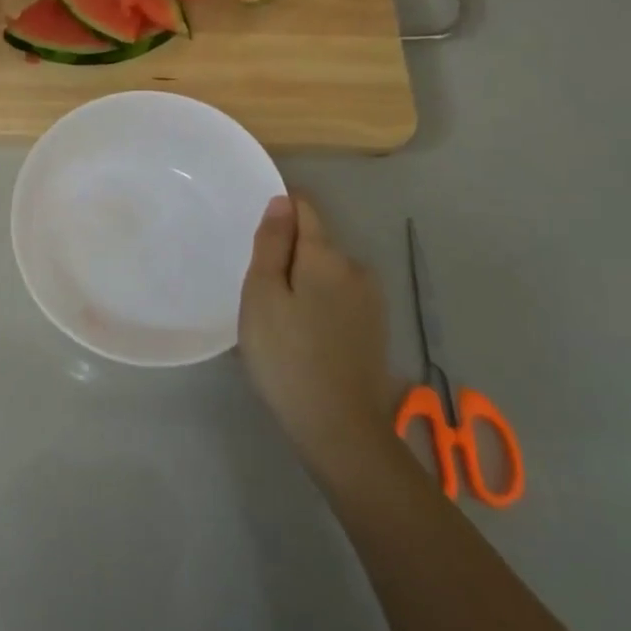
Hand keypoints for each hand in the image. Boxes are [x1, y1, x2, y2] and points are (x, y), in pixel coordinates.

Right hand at [239, 194, 399, 484]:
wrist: (340, 429)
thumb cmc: (287, 357)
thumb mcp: (262, 295)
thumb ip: (272, 244)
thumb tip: (282, 201)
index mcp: (327, 255)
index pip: (304, 209)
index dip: (278, 213)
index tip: (255, 240)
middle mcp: (356, 268)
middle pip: (315, 244)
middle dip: (288, 257)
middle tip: (258, 294)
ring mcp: (371, 301)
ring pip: (327, 274)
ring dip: (303, 284)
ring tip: (277, 322)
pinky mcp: (375, 329)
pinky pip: (338, 299)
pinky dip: (318, 307)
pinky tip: (302, 339)